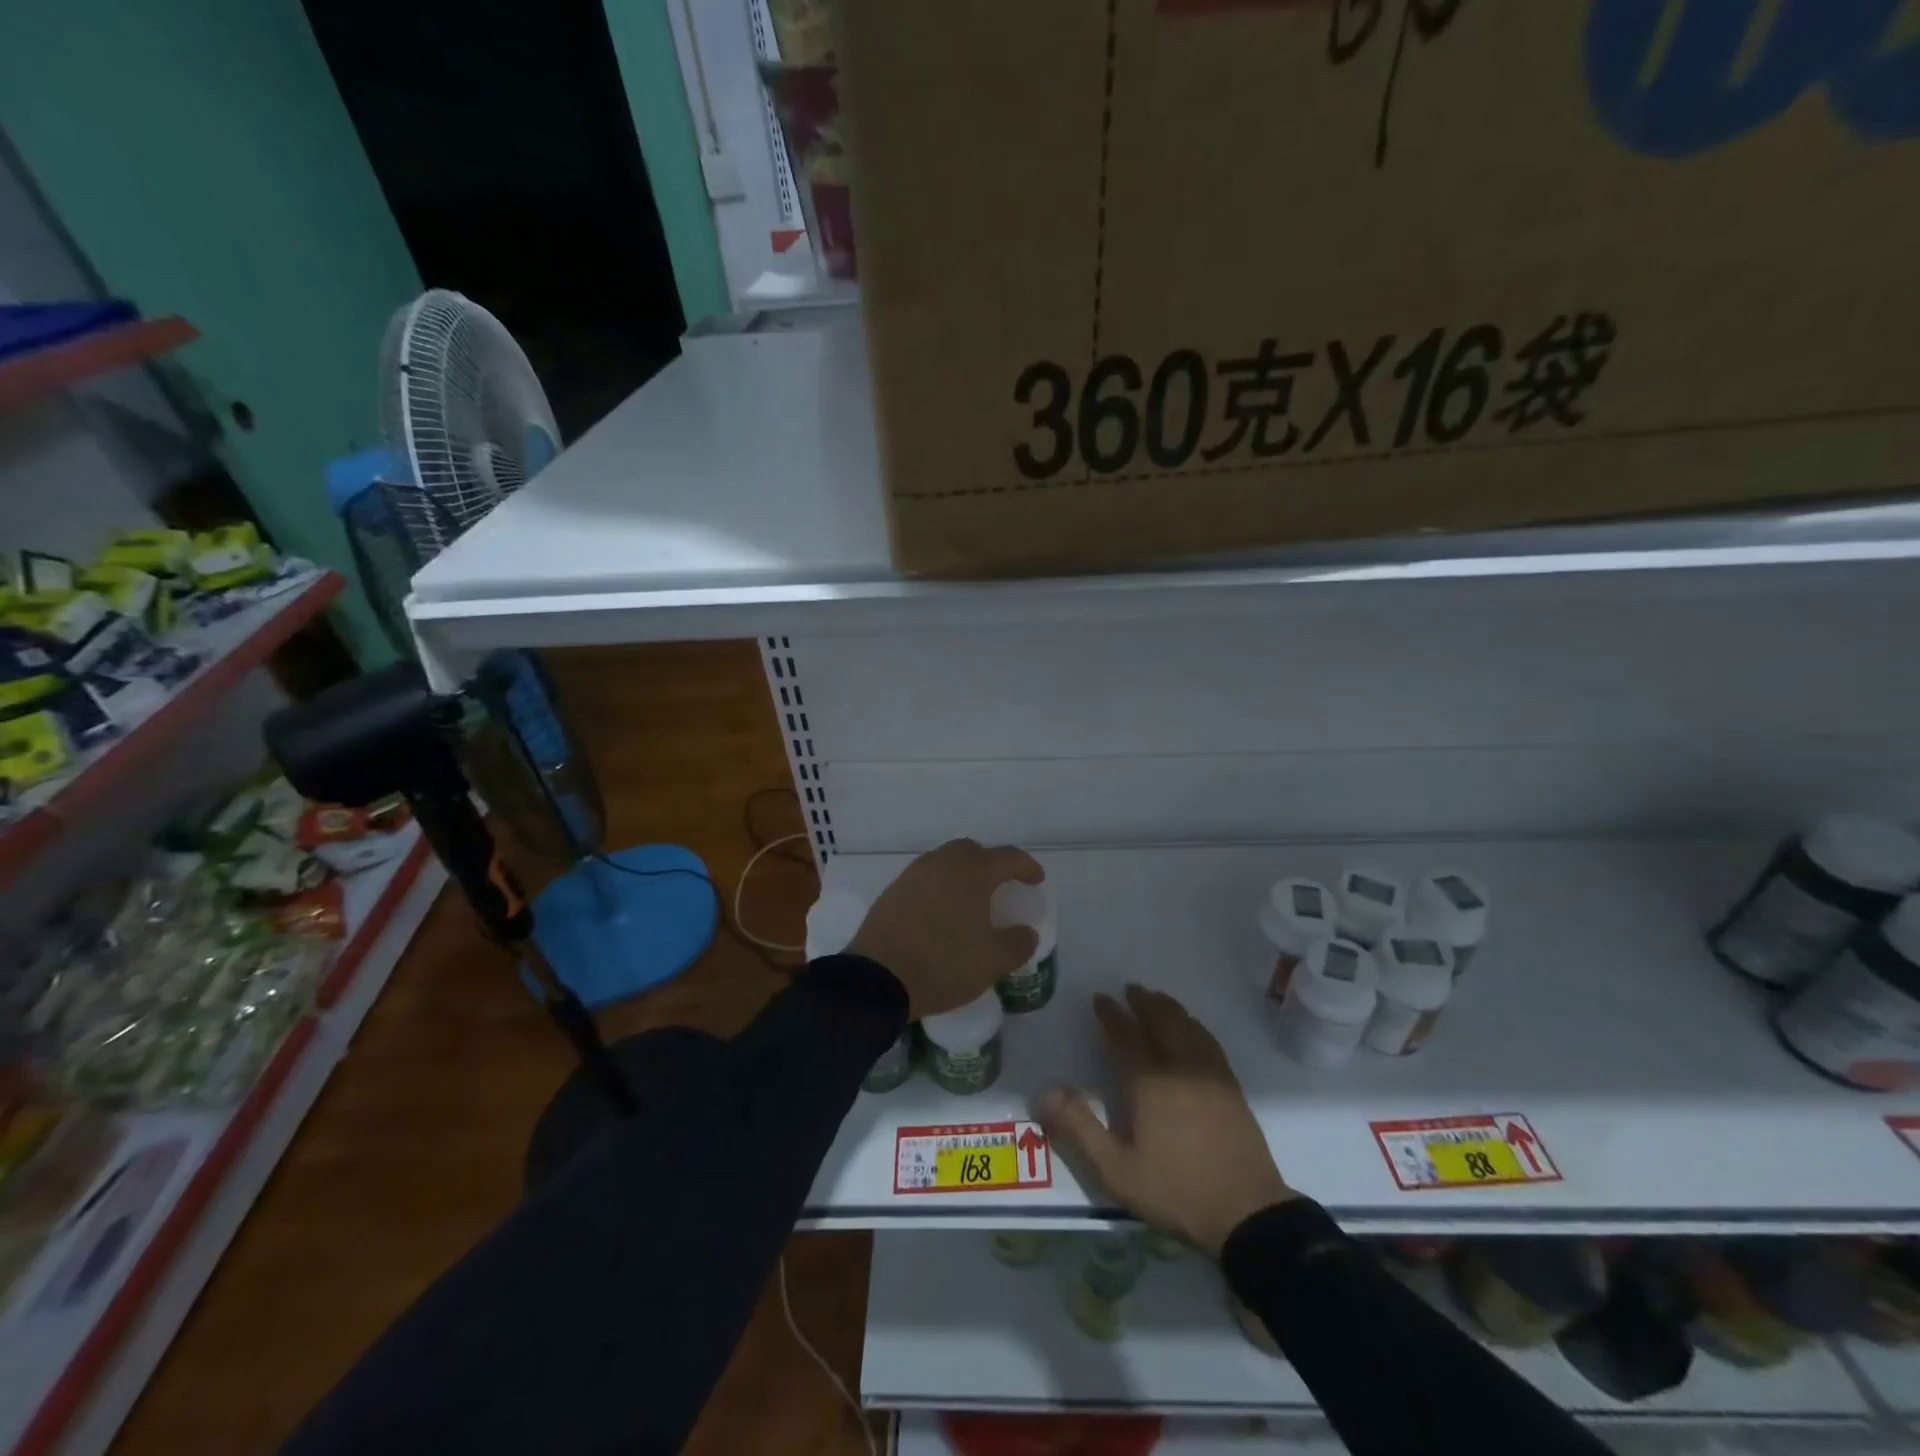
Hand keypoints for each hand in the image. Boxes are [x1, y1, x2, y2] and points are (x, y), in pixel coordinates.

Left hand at [847, 839, 1043, 1018]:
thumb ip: (1017, 943)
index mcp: (972, 873)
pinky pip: (924, 879)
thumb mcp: (992, 961)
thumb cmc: (944, 964)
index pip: (1007, 857)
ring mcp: (913, 875)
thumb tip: (1026, 932)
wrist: (878, 979)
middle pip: (972, 851)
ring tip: (970, 899)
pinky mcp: (892, 892)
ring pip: (944, 861)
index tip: (1036, 880)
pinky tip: (940, 912)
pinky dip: (939, 887)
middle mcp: (942, 863)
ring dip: (961, 873)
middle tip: (1000, 885)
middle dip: (990, 863)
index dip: (1026, 867)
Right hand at [1037, 985, 1296, 1256]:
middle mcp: (1180, 1067)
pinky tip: (1191, 1028)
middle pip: (1161, 1020)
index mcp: (1149, 1082)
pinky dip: (1193, 1024)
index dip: (1111, 1014)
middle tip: (1130, 989)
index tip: (1100, 998)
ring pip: (1187, 1026)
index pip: (1125, 1036)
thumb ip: (1079, 1128)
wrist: (1248, 1214)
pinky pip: (1208, 1040)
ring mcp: (1210, 1074)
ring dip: (1169, 1008)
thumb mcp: (1117, 1170)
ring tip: (1156, 999)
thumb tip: (1045, 1091)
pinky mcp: (1231, 1086)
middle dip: (1143, 1002)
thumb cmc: (1176, 1190)